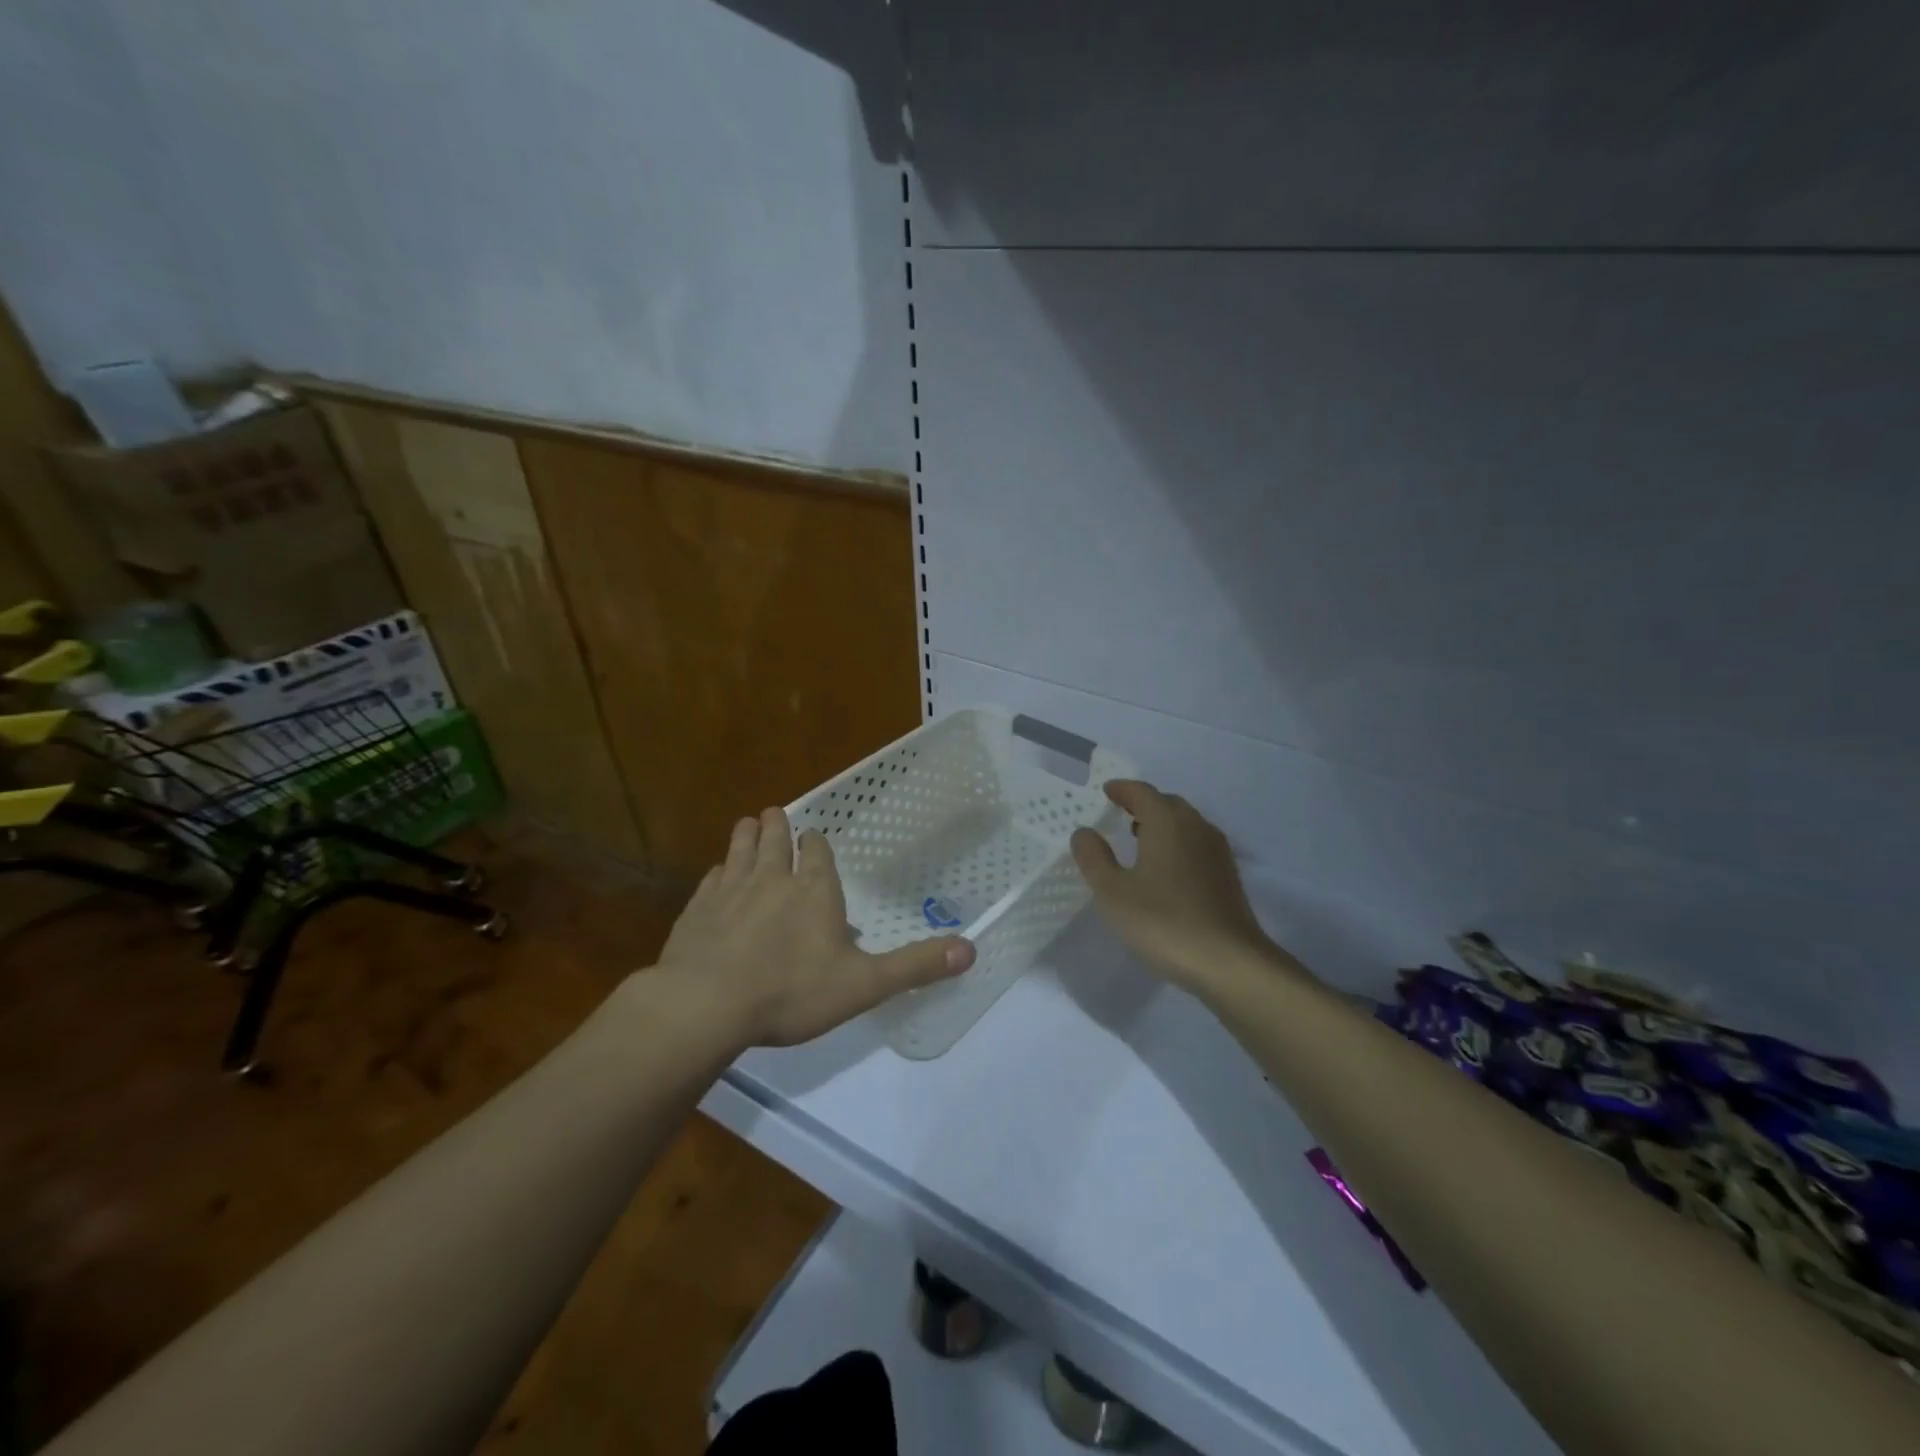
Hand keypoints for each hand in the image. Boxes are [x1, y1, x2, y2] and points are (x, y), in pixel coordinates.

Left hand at [653, 807, 976, 1047]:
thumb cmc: (791, 991)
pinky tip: (718, 875)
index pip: (816, 851)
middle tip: (777, 816)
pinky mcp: (697, 907)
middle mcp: (772, 878)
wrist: (707, 1004)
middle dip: (778, 827)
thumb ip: (915, 966)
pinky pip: (711, 878)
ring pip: (740, 848)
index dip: (815, 843)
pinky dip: (718, 871)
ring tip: (750, 823)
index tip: (813, 838)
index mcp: (814, 889)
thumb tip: (971, 949)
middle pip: (775, 839)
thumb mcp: (864, 985)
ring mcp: (730, 889)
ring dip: (747, 834)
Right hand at [1071, 780, 1298, 998]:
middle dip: (1143, 803)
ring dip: (1162, 823)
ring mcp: (1216, 851)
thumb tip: (1084, 832)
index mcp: (1167, 822)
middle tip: (1120, 813)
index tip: (1106, 791)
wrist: (1229, 962)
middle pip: (1167, 803)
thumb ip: (1094, 858)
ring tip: (1139, 838)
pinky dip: (1177, 843)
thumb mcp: (1113, 892)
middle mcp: (1195, 826)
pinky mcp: (1227, 875)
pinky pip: (1196, 843)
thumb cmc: (1163, 922)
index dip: (1121, 789)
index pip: (1142, 792)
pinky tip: (1166, 868)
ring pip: (1185, 823)